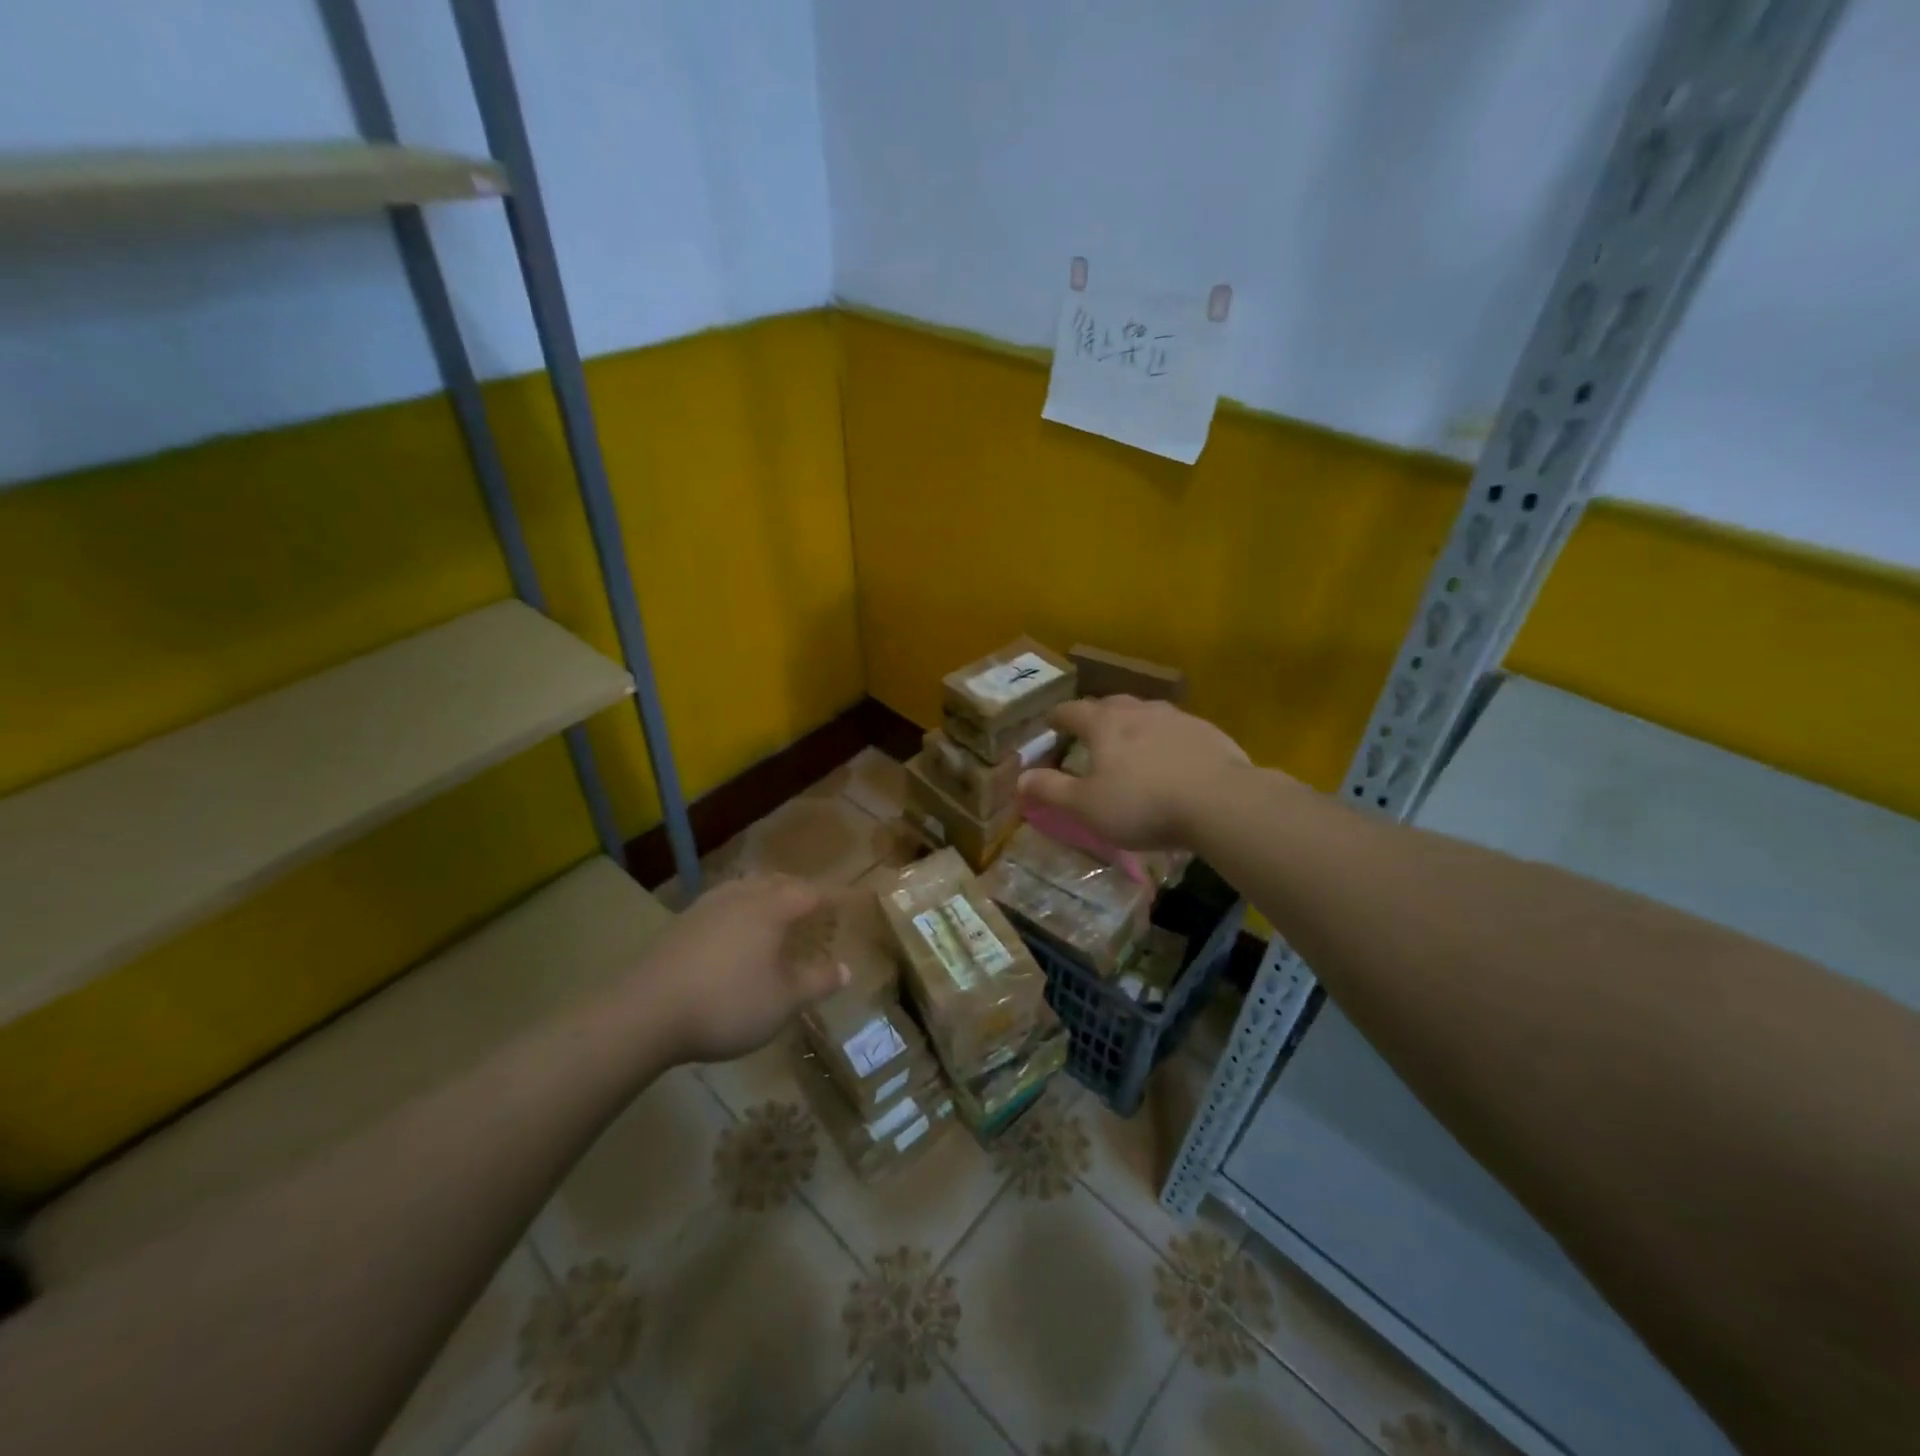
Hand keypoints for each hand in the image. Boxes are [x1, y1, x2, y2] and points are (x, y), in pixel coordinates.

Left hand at [635, 874, 848, 1064]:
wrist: (645, 1012)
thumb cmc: (728, 1004)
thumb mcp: (784, 1001)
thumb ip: (817, 982)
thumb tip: (846, 969)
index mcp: (772, 908)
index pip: (811, 893)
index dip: (831, 897)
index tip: (847, 902)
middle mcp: (741, 896)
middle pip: (777, 882)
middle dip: (798, 890)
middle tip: (813, 904)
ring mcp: (706, 906)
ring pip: (745, 888)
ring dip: (766, 895)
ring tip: (774, 911)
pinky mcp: (680, 924)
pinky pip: (722, 904)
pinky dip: (739, 909)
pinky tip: (733, 931)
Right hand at [1018, 696, 1256, 849]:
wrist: (1219, 802)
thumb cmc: (1142, 804)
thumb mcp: (1087, 806)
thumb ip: (1051, 790)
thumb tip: (1020, 777)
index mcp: (1104, 724)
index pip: (1072, 711)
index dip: (1058, 718)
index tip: (1051, 725)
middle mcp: (1138, 711)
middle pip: (1110, 704)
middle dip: (1096, 715)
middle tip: (1090, 733)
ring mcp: (1176, 717)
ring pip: (1146, 713)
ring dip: (1133, 724)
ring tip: (1131, 744)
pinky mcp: (1207, 732)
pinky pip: (1177, 729)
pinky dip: (1166, 739)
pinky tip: (1172, 760)